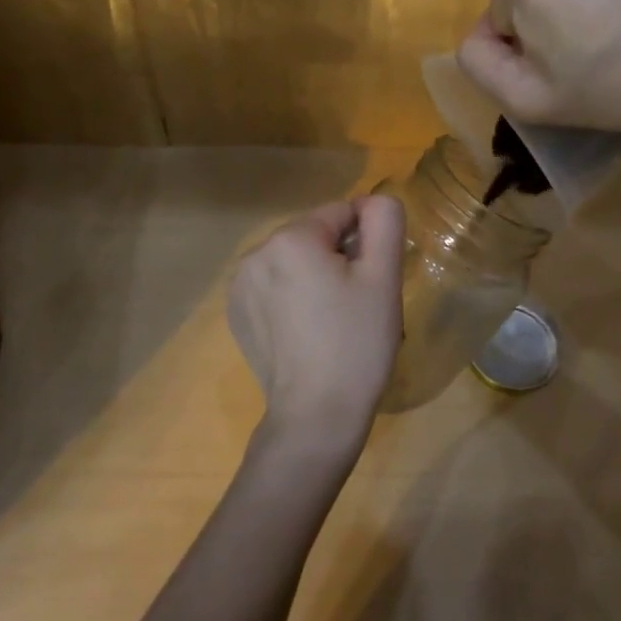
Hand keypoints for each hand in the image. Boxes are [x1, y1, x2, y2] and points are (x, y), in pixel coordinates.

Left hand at [228, 196, 405, 457]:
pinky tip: (307, 333)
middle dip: (339, 259)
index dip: (367, 243)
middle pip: (315, 236)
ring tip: (333, 321)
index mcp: (291, 238)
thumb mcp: (383, 276)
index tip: (374, 282)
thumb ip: (384, 221)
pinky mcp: (237, 314)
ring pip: (295, 261)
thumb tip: (372, 202)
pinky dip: (293, 298)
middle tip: (357, 305)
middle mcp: (256, 252)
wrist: (316, 417)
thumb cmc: (356, 343)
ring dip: (316, 277)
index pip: (342, 213)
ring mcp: (240, 285)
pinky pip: (275, 286)